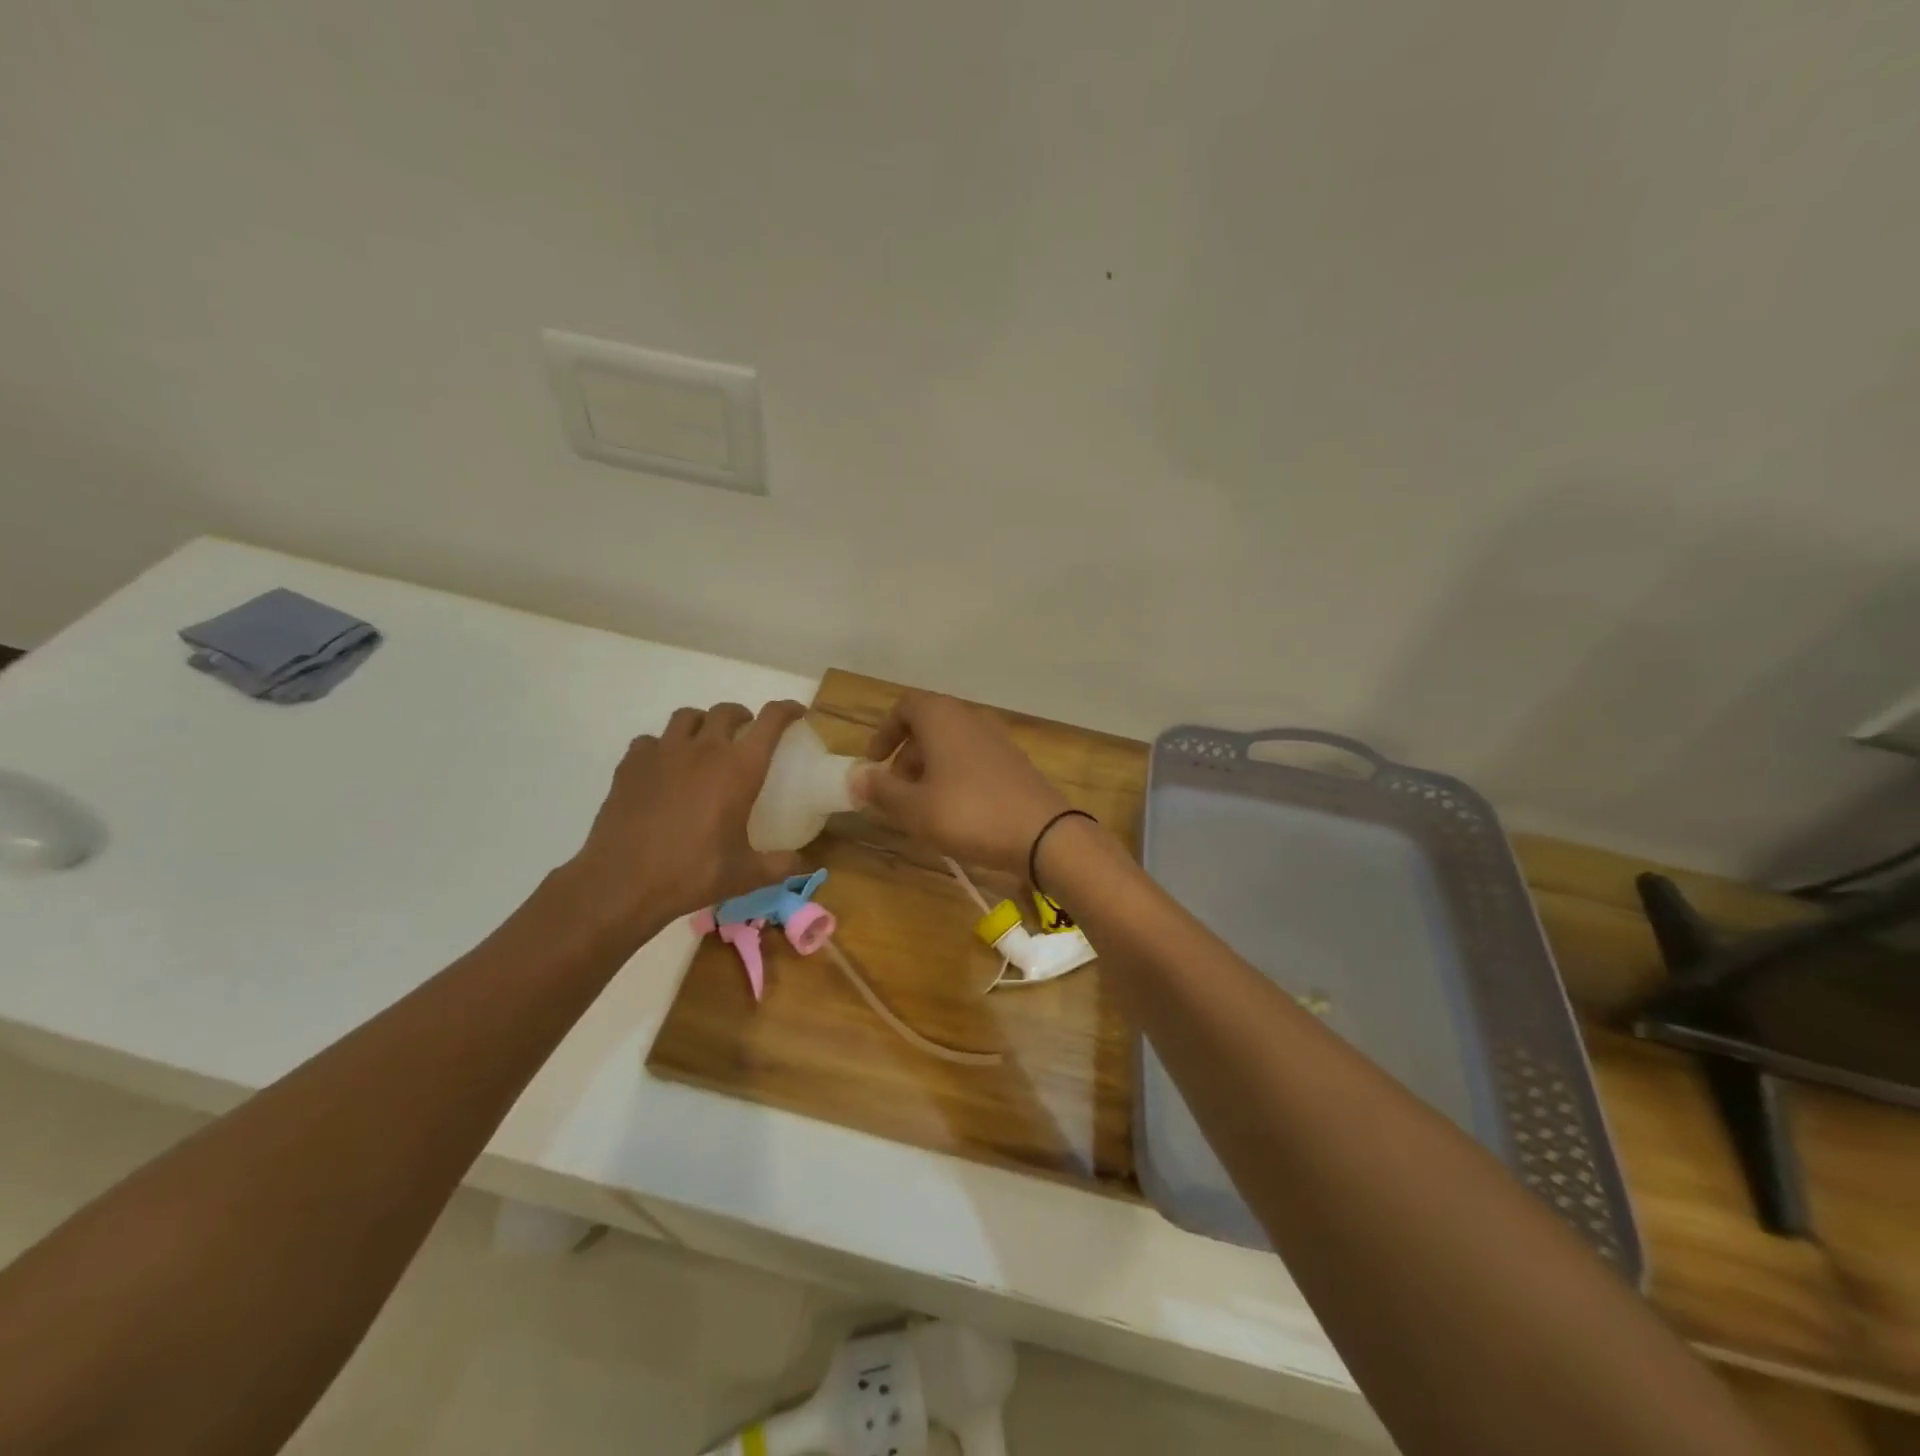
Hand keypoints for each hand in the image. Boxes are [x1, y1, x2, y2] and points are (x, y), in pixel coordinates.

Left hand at [556, 700, 806, 945]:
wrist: (623, 882)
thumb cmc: (692, 873)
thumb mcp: (746, 875)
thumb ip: (781, 865)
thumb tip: (805, 864)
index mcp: (739, 769)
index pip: (770, 722)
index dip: (786, 710)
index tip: (796, 712)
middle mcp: (703, 750)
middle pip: (726, 711)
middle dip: (742, 716)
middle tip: (746, 733)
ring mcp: (663, 753)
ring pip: (687, 717)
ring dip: (702, 723)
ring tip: (704, 742)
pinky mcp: (631, 764)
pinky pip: (651, 740)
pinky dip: (662, 746)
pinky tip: (663, 768)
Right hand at [854, 692, 1070, 873]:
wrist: (1043, 834)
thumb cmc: (969, 813)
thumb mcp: (915, 808)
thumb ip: (882, 790)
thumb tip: (856, 777)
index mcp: (942, 717)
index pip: (905, 706)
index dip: (885, 732)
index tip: (874, 764)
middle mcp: (971, 718)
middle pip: (929, 726)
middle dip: (906, 756)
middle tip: (894, 791)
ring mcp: (997, 739)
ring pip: (952, 744)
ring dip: (930, 769)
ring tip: (921, 807)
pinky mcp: (1014, 762)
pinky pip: (973, 760)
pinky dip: (955, 777)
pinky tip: (954, 813)